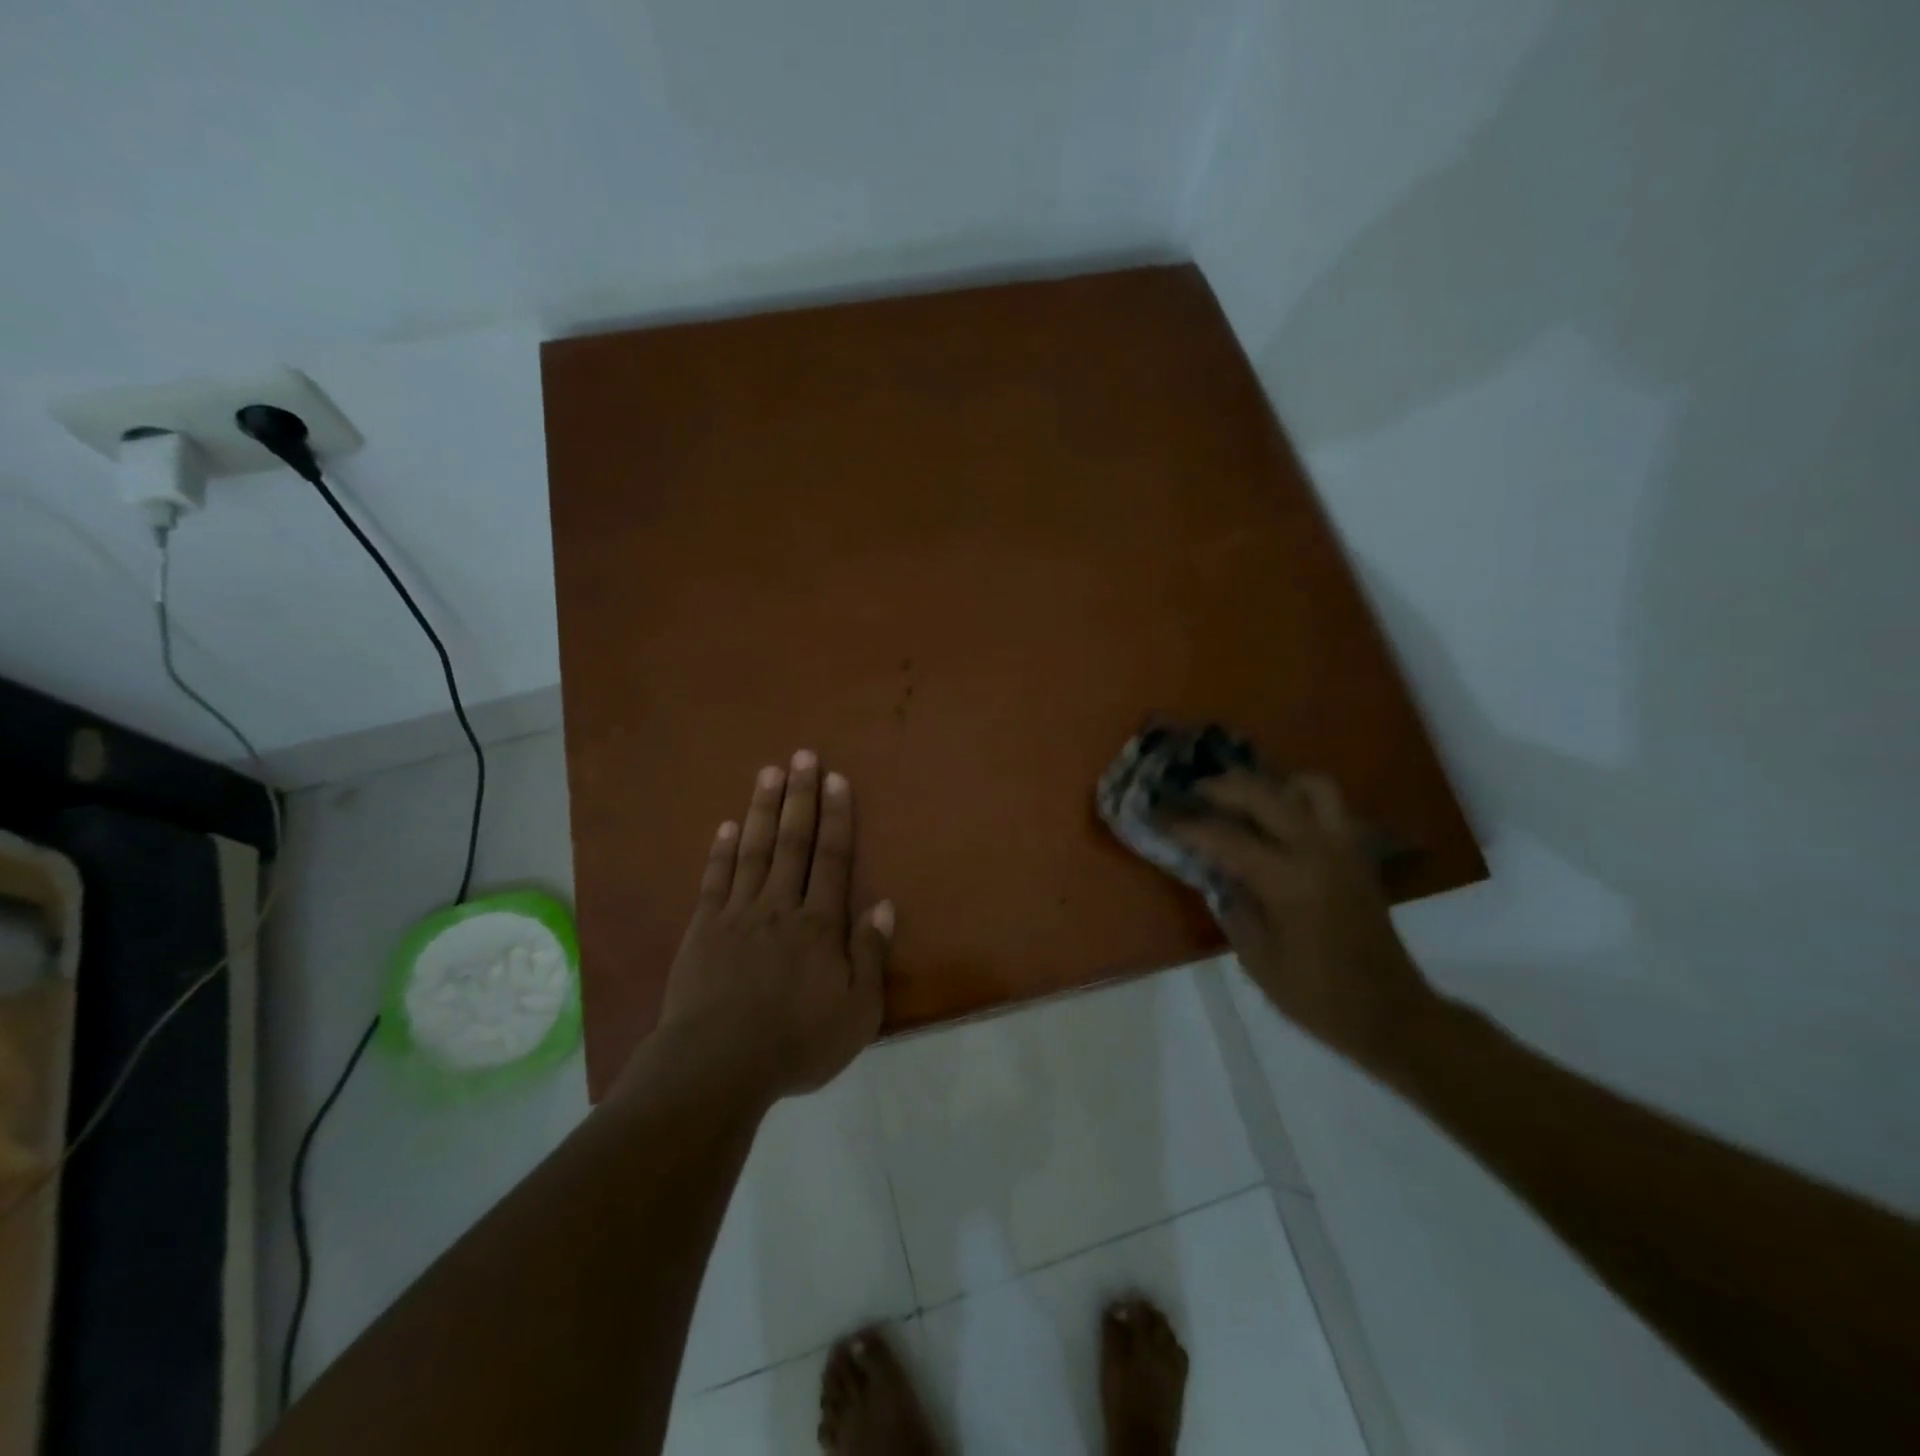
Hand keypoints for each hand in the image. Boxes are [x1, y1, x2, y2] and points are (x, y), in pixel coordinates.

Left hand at [650, 751, 893, 1104]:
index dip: (837, 817)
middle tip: (802, 755)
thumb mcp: (857, 1011)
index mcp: (819, 925)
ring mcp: (737, 914)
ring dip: (762, 809)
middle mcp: (780, 906)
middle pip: (793, 842)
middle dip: (800, 797)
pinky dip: (722, 851)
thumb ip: (870, 954)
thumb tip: (885, 904)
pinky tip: (726, 826)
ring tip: (768, 772)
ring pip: (753, 851)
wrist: (718, 1066)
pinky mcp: (703, 930)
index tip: (836, 778)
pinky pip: (715, 880)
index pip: (833, 859)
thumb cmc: (797, 1041)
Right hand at [1160, 770, 1434, 1071]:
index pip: (1226, 837)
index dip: (1188, 826)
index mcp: (1288, 880)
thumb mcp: (1257, 958)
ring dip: (1274, 785)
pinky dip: (1300, 801)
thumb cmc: (1316, 994)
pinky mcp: (1358, 856)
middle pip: (1265, 794)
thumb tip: (1218, 874)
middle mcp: (1317, 851)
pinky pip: (1329, 807)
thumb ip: (1234, 907)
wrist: (1390, 1013)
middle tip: (1196, 793)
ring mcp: (1343, 848)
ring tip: (1247, 800)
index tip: (1159, 816)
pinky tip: (1278, 823)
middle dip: (1223, 787)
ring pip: (1311, 786)